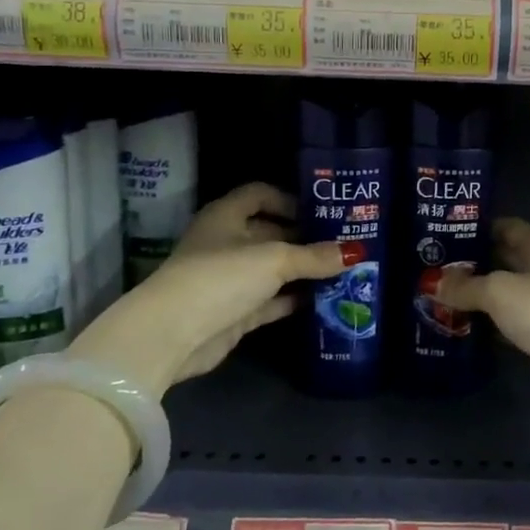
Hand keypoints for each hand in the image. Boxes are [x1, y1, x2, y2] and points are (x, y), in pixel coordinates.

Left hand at [68, 183, 349, 397]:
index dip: (289, 199)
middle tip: (343, 243)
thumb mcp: (274, 260)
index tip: (321, 211)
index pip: (259, 194)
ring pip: (272, 269)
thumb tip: (355, 252)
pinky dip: (293, 299)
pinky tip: (324, 300)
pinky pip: (271, 300)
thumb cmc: (221, 276)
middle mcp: (226, 242)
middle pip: (269, 232)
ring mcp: (229, 279)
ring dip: (302, 271)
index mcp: (226, 216)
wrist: (174, 334)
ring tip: (342, 271)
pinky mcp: (234, 312)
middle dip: (304, 238)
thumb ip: (314, 256)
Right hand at [436, 218, 529, 418]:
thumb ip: (464, 286)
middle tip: (434, 269)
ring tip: (442, 295)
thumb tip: (431, 282)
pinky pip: (515, 314)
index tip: (440, 238)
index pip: (503, 225)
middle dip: (472, 263)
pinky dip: (495, 317)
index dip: (473, 229)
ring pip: (509, 287)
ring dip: (482, 293)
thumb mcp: (498, 292)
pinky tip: (469, 324)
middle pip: (504, 256)